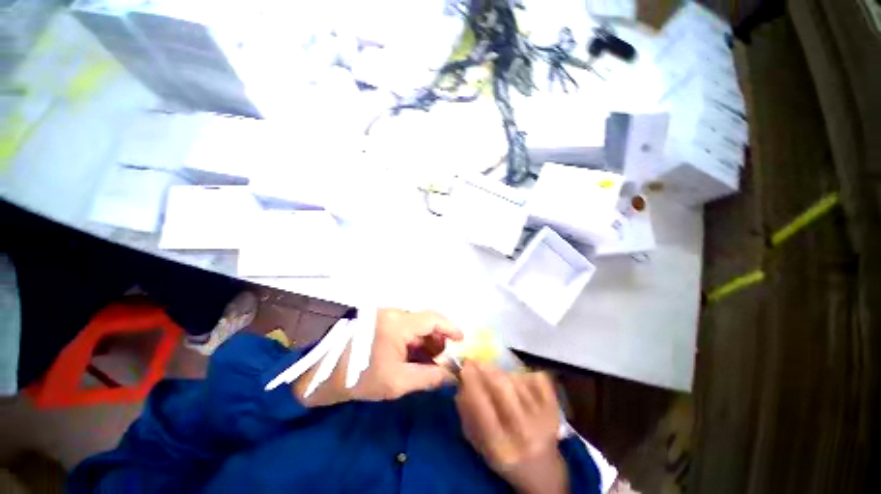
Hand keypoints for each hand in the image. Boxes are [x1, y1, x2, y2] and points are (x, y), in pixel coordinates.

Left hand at [293, 309, 462, 406]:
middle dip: (438, 338)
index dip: (450, 327)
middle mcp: (394, 313)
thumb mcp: (398, 382)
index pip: (432, 318)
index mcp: (398, 323)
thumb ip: (428, 377)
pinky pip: (405, 327)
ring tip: (428, 360)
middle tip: (443, 358)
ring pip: (416, 324)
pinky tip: (414, 355)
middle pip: (425, 321)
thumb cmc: (362, 377)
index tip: (461, 340)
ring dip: (426, 340)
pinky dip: (414, 339)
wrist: (326, 373)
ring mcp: (386, 315)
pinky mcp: (381, 320)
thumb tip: (452, 375)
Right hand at [456, 362, 567, 493]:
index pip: (483, 408)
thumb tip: (461, 384)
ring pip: (518, 381)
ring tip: (494, 374)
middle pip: (503, 388)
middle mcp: (524, 434)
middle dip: (486, 369)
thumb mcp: (480, 445)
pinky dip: (525, 374)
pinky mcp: (556, 411)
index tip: (464, 366)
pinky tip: (519, 381)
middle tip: (475, 361)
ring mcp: (544, 421)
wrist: (544, 473)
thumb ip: (468, 416)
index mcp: (501, 448)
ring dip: (501, 372)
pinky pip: (539, 379)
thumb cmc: (505, 458)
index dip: (472, 383)